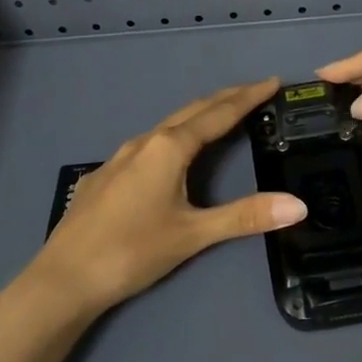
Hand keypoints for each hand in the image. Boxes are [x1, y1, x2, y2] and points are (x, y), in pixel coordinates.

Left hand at [23, 79, 307, 316]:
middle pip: (192, 111)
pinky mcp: (106, 175)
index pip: (218, 114)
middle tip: (255, 91)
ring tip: (222, 116)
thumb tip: (298, 205)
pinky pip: (149, 144)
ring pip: (168, 126)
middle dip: (225, 99)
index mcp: (168, 148)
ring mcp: (120, 157)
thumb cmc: (131, 251)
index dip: (247, 97)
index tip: (272, 82)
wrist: (63, 279)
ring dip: (199, 116)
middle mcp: (144, 143)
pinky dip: (175, 136)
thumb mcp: (193, 234)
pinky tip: (173, 154)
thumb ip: (245, 217)